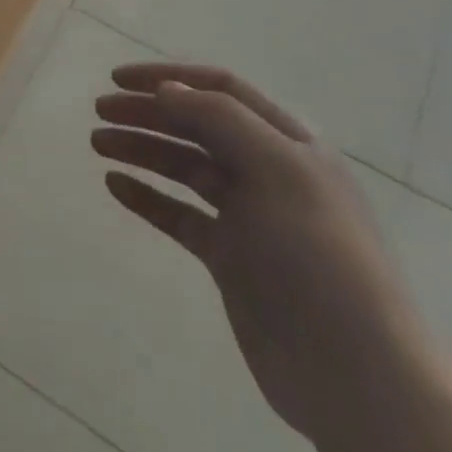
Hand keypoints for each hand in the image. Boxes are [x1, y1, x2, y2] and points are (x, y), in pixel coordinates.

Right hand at [92, 65, 432, 445]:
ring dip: (141, 149)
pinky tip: (116, 186)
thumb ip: (221, 121)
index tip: (118, 79)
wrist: (354, 374)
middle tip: (99, 112)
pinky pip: (179, 215)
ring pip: (184, 168)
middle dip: (147, 113)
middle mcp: (268, 172)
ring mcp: (248, 217)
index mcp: (289, 144)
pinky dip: (147, 196)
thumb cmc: (318, 258)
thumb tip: (168, 89)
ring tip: (97, 144)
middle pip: (197, 126)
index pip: (221, 90)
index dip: (169, 77)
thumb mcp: (277, 171)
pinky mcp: (230, 257)